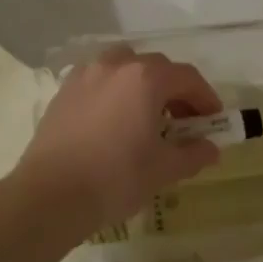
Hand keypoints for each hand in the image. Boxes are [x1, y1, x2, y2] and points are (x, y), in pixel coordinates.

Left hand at [14, 47, 223, 238]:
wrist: (49, 196)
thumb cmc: (115, 178)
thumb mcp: (163, 169)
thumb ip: (193, 154)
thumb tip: (211, 148)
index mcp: (145, 78)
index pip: (187, 78)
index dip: (205, 97)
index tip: (213, 120)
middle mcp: (116, 65)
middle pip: (156, 68)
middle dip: (175, 90)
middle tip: (183, 121)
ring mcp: (86, 75)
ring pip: (124, 67)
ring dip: (142, 84)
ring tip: (146, 115)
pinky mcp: (64, 91)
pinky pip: (99, 80)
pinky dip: (114, 91)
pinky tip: (114, 120)